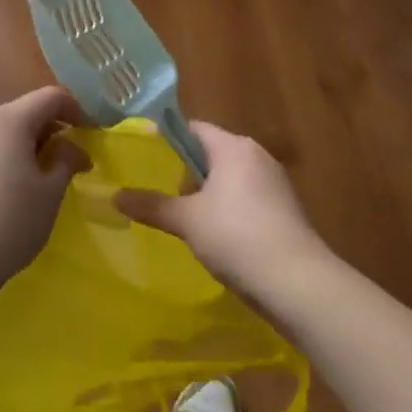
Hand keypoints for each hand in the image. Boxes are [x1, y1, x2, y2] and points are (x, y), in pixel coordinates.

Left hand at [0, 87, 88, 308]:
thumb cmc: (11, 221)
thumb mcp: (51, 192)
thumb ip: (66, 159)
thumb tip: (73, 148)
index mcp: (10, 119)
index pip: (51, 97)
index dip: (75, 110)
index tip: (88, 136)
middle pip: (24, 111)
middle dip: (50, 129)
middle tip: (68, 161)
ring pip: (3, 129)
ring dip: (26, 144)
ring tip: (39, 177)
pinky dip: (4, 156)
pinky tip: (8, 189)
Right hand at [114, 120, 332, 302]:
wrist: (298, 283)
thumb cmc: (237, 237)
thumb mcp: (186, 221)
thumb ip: (151, 205)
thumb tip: (114, 196)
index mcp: (234, 147)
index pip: (193, 128)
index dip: (168, 139)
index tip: (146, 156)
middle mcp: (257, 156)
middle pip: (213, 153)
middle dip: (187, 171)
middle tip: (162, 192)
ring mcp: (276, 184)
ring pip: (231, 178)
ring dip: (209, 193)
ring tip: (185, 218)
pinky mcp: (286, 211)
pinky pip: (248, 199)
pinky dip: (230, 210)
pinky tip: (217, 237)